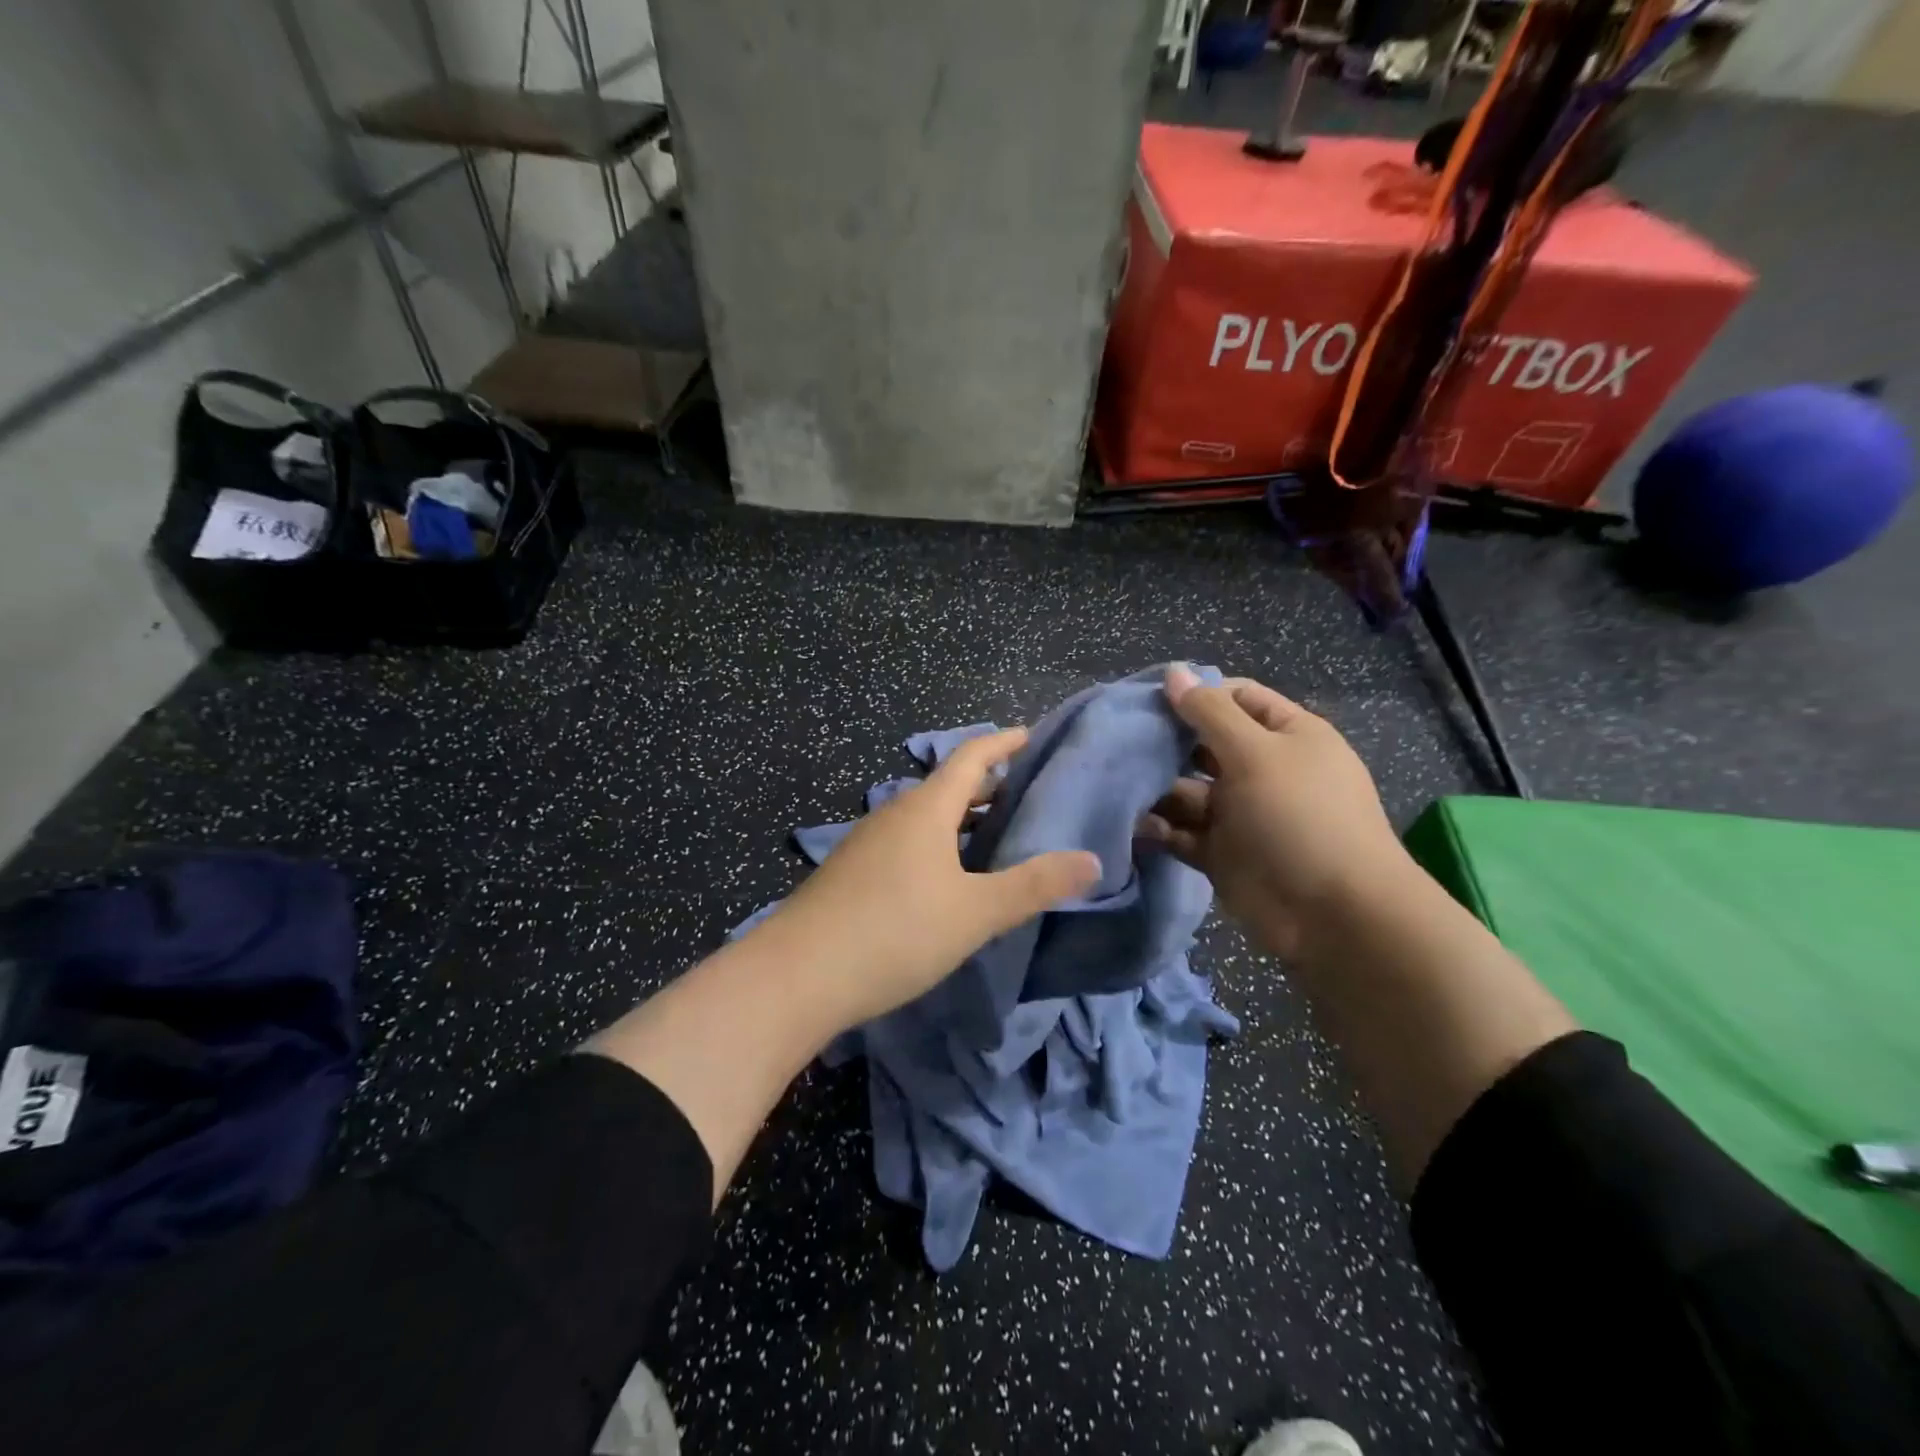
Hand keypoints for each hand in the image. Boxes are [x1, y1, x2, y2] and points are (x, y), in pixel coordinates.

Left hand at [756, 728, 1100, 1027]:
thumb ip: (1034, 885)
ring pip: (925, 818)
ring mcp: (867, 843)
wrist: (797, 976)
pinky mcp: (852, 873)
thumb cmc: (895, 932)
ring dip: (961, 819)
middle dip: (986, 784)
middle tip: (1025, 793)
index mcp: (925, 810)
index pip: (969, 757)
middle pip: (946, 786)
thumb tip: (1092, 860)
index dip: (1001, 742)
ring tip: (995, 835)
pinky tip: (947, 878)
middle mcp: (894, 815)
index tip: (1029, 735)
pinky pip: (906, 843)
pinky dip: (937, 845)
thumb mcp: (975, 912)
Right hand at [1138, 665, 1410, 959]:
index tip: (1148, 699)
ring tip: (1118, 786)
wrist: (1333, 915)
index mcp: (1287, 736)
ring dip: (1157, 789)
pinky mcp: (1222, 853)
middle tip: (1119, 741)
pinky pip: (1183, 832)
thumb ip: (1209, 713)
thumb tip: (1174, 672)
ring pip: (1188, 790)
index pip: (1237, 698)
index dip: (1196, 694)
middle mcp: (1263, 770)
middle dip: (1166, 743)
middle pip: (1205, 744)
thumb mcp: (1256, 753)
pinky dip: (1160, 829)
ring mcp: (1242, 813)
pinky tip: (1137, 827)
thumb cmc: (1299, 817)